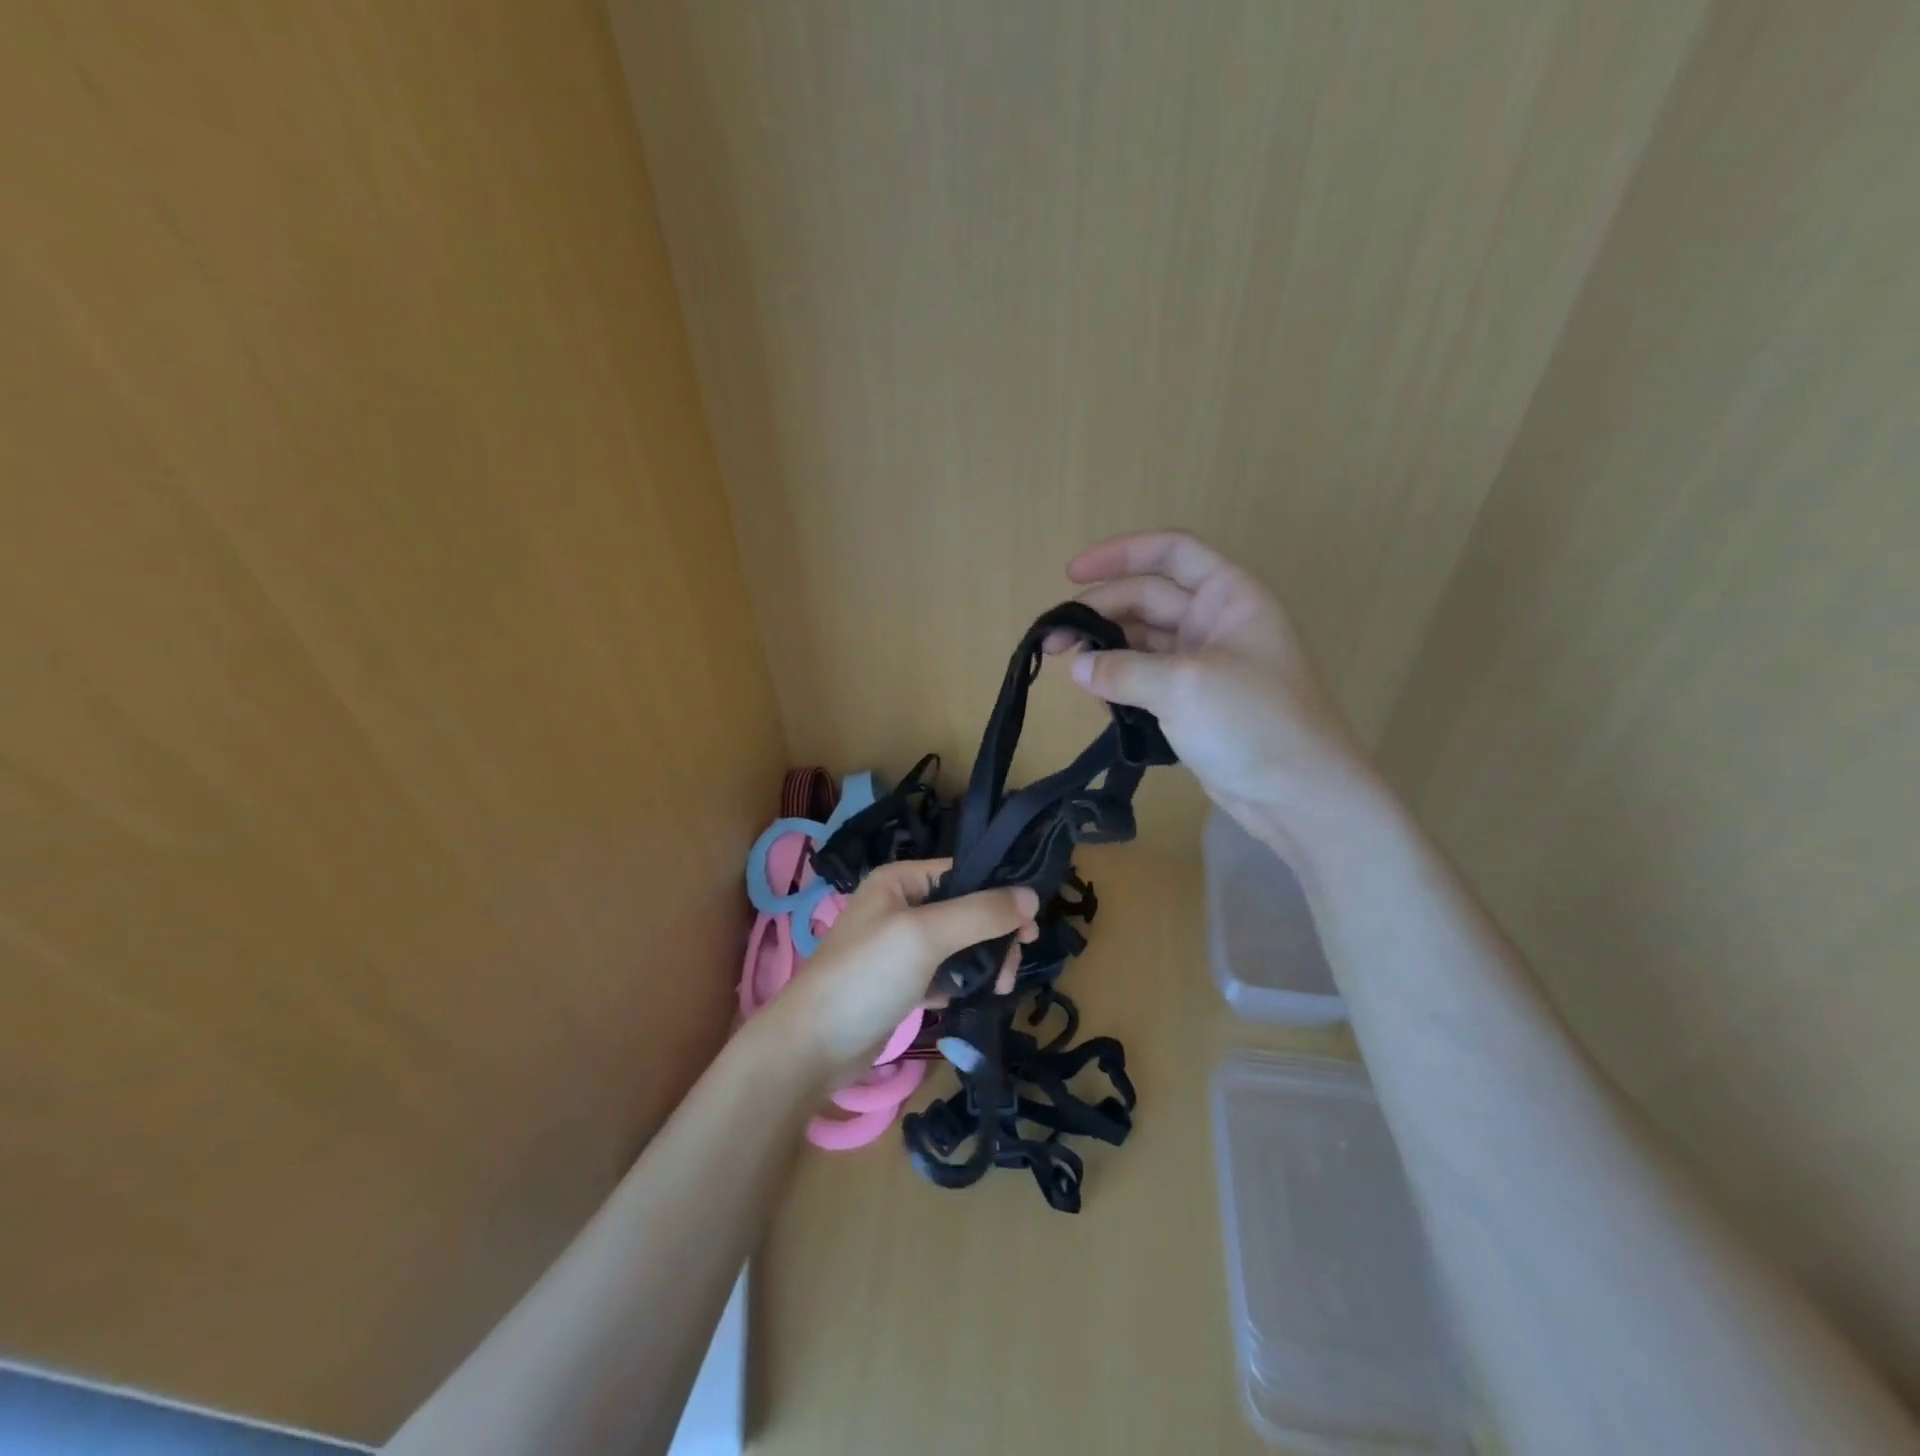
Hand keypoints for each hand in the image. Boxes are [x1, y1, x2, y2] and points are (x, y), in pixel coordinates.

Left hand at [775, 860, 1037, 1080]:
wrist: (812, 1046)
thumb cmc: (867, 975)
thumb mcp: (926, 935)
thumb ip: (980, 914)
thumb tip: (1033, 896)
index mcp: (900, 880)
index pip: (963, 873)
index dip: (999, 894)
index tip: (1030, 925)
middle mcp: (900, 906)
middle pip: (965, 910)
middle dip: (994, 935)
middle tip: (1014, 965)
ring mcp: (900, 947)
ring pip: (959, 945)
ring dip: (984, 962)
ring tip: (1000, 988)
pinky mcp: (902, 983)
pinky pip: (945, 974)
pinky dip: (962, 984)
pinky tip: (974, 999)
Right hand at [1050, 530, 1371, 841]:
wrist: (1298, 794)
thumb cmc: (1252, 723)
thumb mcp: (1183, 686)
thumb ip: (1123, 671)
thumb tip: (1076, 668)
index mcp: (1228, 595)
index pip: (1171, 552)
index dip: (1120, 553)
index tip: (1071, 574)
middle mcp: (1215, 620)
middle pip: (1146, 597)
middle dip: (1099, 611)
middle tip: (1052, 641)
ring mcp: (1203, 662)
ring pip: (1142, 639)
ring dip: (1105, 648)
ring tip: (1064, 667)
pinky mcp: (1192, 700)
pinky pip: (1145, 676)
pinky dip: (1118, 679)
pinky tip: (1093, 693)